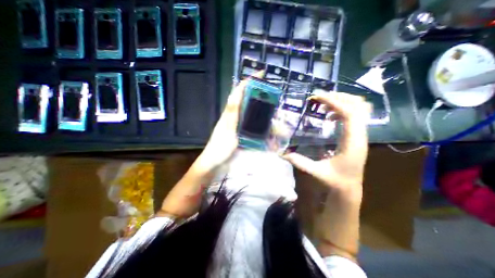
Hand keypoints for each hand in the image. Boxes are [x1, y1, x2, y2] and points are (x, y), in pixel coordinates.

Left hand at [198, 71, 264, 171]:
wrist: (215, 164)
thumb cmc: (220, 148)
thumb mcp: (227, 129)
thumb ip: (232, 112)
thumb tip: (236, 93)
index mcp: (229, 113)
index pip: (239, 92)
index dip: (248, 82)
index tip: (261, 74)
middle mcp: (234, 117)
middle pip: (246, 101)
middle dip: (257, 95)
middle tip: (271, 95)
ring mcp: (237, 126)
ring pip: (250, 113)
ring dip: (260, 109)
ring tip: (273, 110)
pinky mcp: (240, 134)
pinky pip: (252, 125)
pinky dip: (260, 124)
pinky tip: (267, 126)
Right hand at [283, 92, 370, 203]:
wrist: (349, 189)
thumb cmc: (335, 181)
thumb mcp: (316, 171)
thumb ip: (299, 162)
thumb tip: (282, 154)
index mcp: (352, 143)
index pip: (349, 114)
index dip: (334, 103)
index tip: (317, 98)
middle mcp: (360, 136)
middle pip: (359, 106)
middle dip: (339, 97)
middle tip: (320, 98)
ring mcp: (361, 135)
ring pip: (360, 109)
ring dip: (342, 102)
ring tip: (324, 104)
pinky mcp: (357, 136)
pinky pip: (355, 116)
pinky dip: (343, 109)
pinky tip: (330, 116)